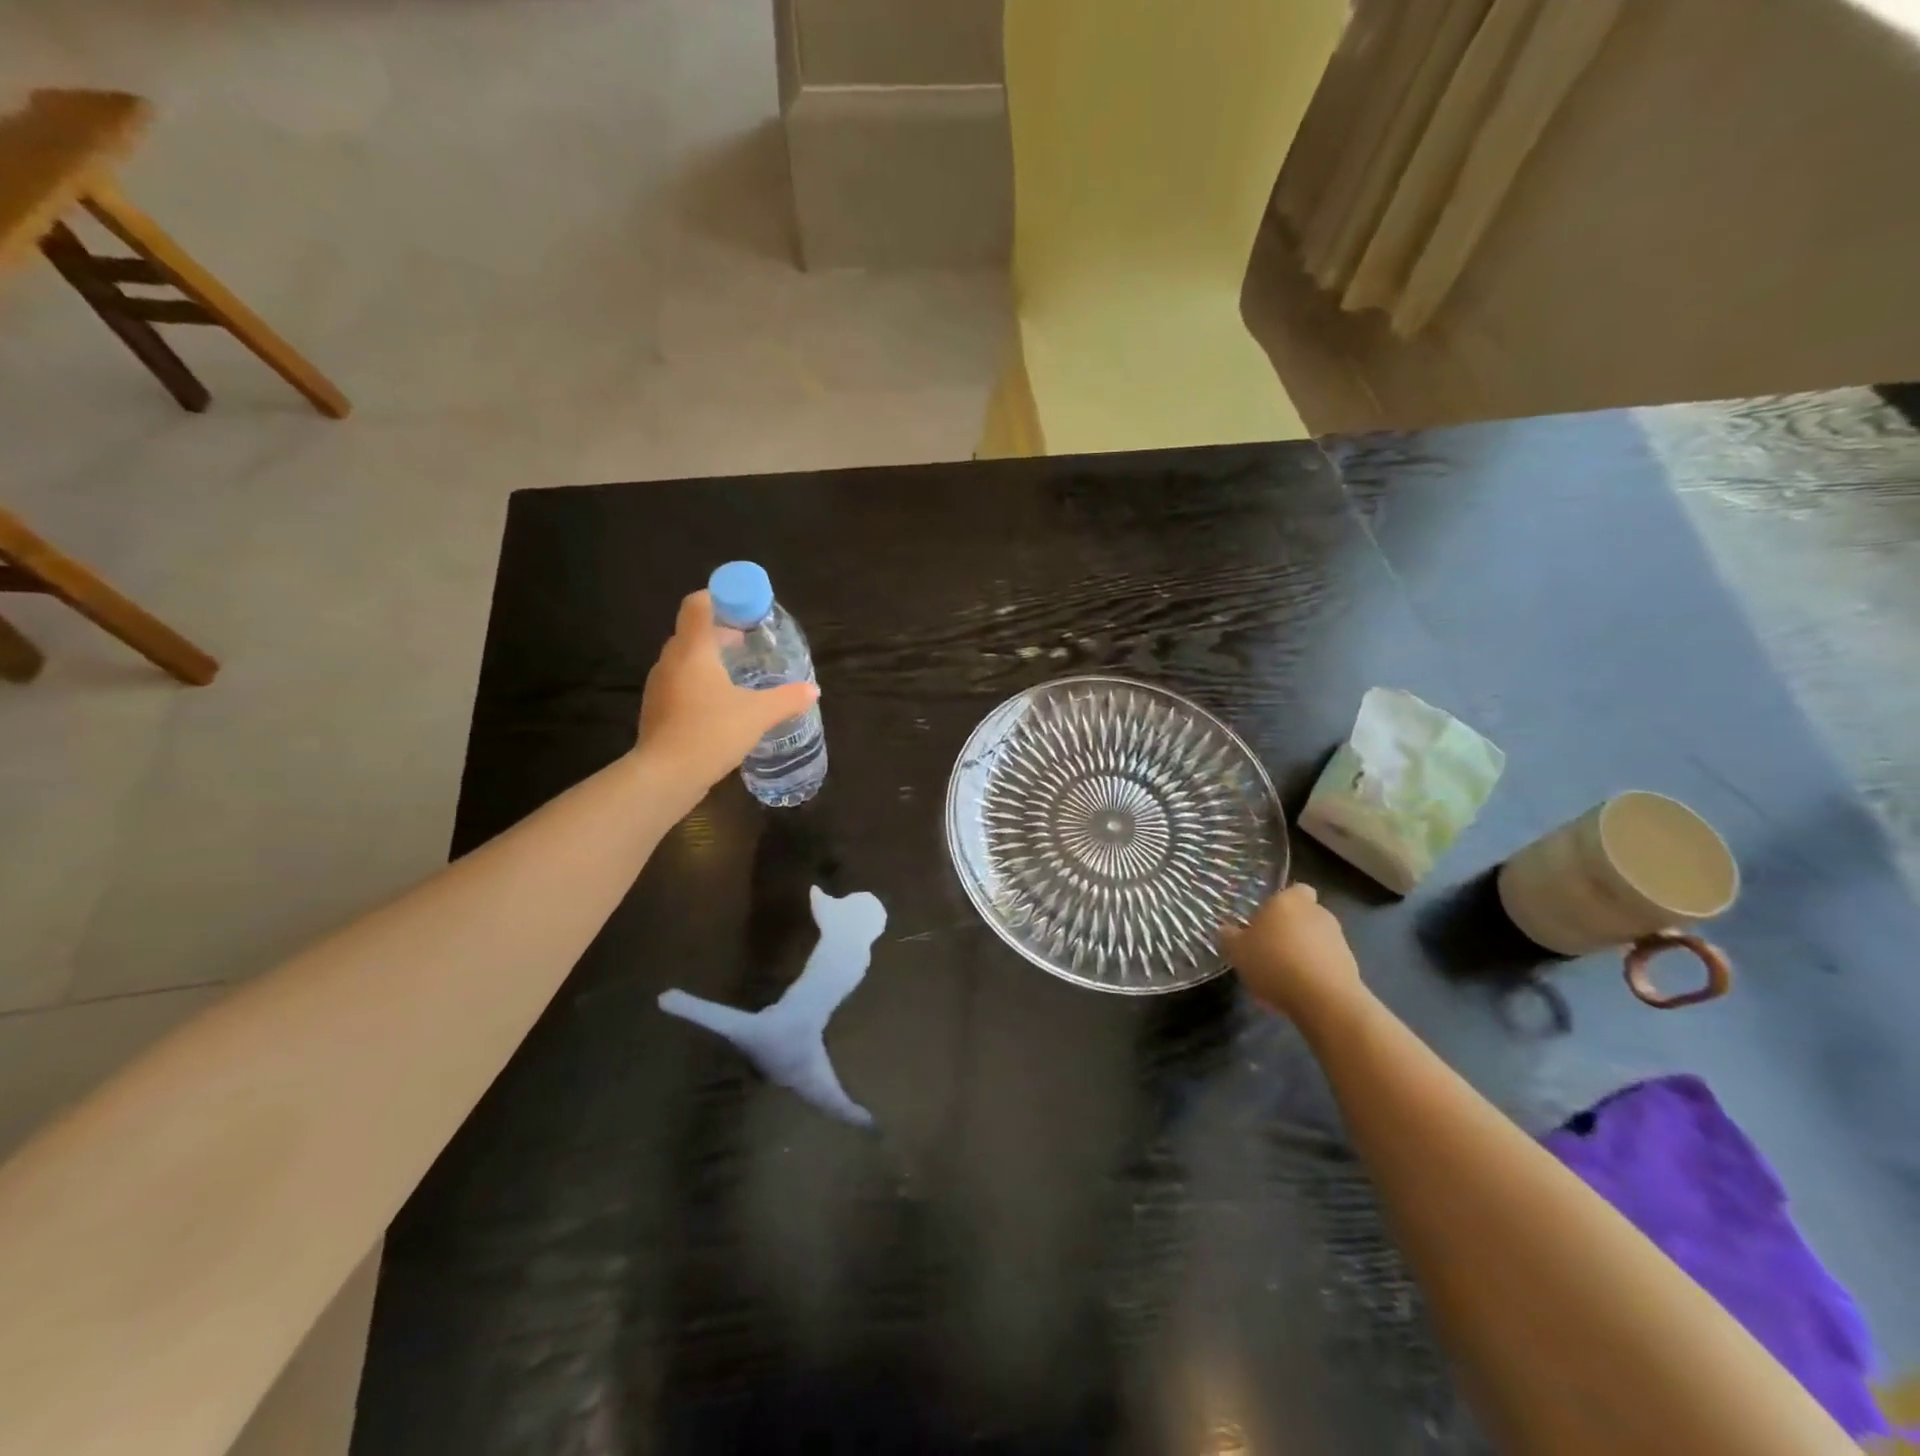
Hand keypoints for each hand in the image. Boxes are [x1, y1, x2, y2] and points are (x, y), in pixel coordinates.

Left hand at [637, 592, 819, 790]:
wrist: (665, 776)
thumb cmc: (711, 733)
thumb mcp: (758, 714)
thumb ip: (787, 699)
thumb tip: (812, 690)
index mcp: (693, 650)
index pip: (698, 604)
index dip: (721, 599)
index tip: (746, 611)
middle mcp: (671, 661)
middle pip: (693, 631)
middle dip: (722, 632)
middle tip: (750, 645)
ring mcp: (660, 686)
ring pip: (686, 659)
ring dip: (711, 660)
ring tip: (740, 677)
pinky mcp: (657, 709)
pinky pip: (681, 683)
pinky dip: (701, 684)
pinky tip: (722, 706)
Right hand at [1220, 883, 1364, 1025]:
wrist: (1325, 999)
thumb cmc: (1275, 963)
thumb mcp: (1237, 951)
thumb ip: (1229, 937)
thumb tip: (1225, 930)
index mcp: (1289, 900)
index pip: (1294, 890)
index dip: (1282, 903)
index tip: (1266, 921)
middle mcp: (1317, 912)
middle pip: (1304, 914)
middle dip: (1291, 928)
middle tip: (1269, 948)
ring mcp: (1338, 938)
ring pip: (1316, 938)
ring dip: (1303, 950)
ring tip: (1284, 974)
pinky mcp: (1351, 964)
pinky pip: (1327, 961)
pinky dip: (1315, 971)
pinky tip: (1300, 989)